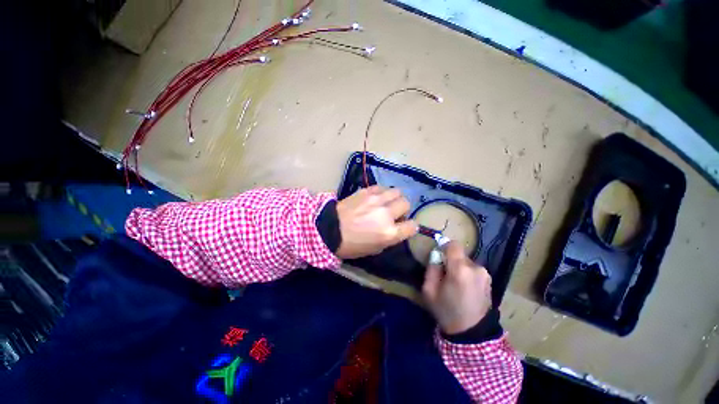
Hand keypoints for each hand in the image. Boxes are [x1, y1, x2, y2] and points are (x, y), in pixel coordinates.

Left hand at [335, 186, 417, 258]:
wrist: (329, 229)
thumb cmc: (351, 245)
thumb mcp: (375, 249)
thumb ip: (390, 237)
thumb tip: (396, 227)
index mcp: (389, 233)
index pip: (412, 226)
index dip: (411, 227)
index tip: (406, 226)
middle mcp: (386, 214)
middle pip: (406, 204)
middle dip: (403, 210)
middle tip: (394, 213)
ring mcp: (376, 200)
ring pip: (397, 192)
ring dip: (394, 198)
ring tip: (386, 203)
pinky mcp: (366, 191)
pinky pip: (382, 187)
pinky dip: (382, 192)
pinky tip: (376, 197)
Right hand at [422, 241, 492, 334]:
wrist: (472, 334)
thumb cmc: (446, 311)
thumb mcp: (429, 290)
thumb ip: (431, 268)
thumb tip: (436, 255)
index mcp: (460, 269)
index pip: (453, 244)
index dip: (444, 247)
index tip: (439, 257)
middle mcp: (476, 268)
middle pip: (459, 254)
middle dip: (450, 261)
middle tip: (445, 275)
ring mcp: (485, 274)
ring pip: (466, 262)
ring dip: (459, 268)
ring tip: (455, 284)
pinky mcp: (489, 280)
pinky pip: (473, 269)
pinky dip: (467, 274)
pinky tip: (465, 289)